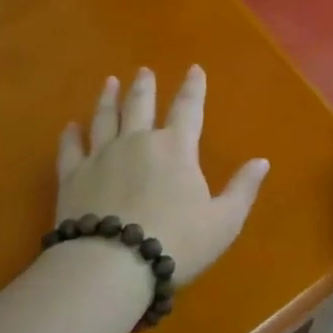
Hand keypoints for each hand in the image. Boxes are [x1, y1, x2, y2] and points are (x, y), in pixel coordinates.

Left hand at [55, 66, 268, 286]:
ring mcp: (101, 156)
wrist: (113, 264)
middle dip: (144, 86)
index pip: (188, 108)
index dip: (193, 88)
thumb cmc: (177, 242)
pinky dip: (71, 135)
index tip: (194, 69)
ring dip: (108, 99)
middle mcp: (137, 142)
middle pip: (140, 105)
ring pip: (104, 118)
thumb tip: (262, 161)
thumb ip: (243, 189)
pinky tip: (70, 126)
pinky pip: (71, 148)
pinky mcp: (72, 176)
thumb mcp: (224, 221)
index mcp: (176, 148)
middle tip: (143, 71)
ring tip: (110, 83)